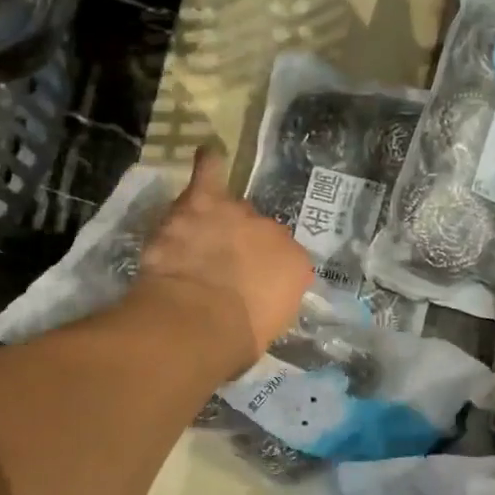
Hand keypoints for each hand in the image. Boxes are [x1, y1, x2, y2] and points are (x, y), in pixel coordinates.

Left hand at [133, 145, 312, 373]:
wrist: (198, 320)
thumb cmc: (234, 340)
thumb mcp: (265, 329)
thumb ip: (265, 303)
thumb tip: (254, 300)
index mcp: (295, 267)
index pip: (279, 260)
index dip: (257, 272)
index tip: (242, 288)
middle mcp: (274, 233)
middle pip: (254, 231)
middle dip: (238, 247)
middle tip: (216, 271)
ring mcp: (239, 214)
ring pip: (229, 210)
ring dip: (216, 222)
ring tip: (200, 238)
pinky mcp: (203, 203)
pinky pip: (209, 174)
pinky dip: (208, 165)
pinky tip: (208, 154)